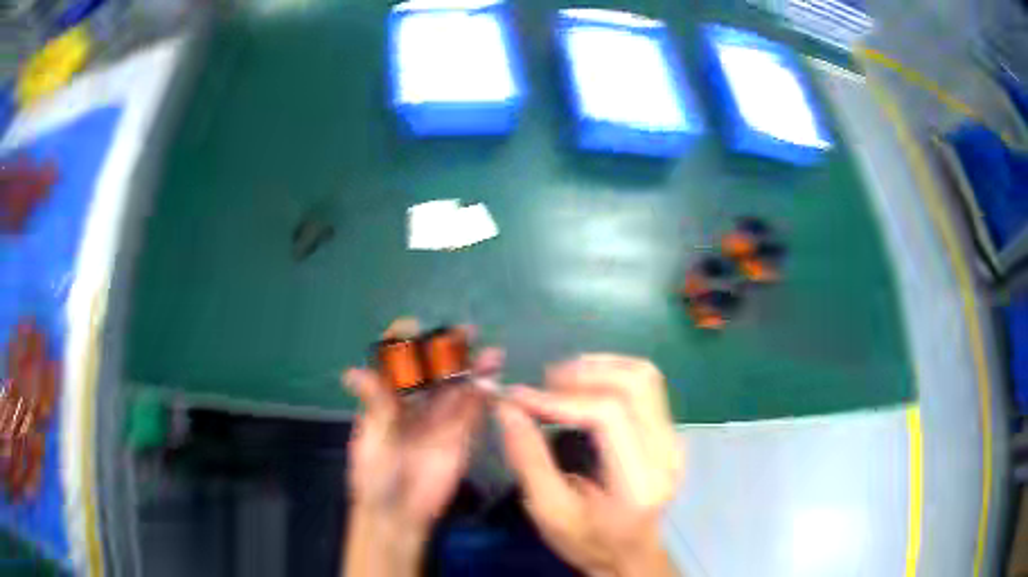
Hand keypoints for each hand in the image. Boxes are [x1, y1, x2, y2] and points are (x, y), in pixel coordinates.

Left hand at [342, 319, 501, 576]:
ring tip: (489, 352)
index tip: (413, 326)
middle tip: (463, 332)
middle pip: (434, 371)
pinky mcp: (460, 437)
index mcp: (388, 400)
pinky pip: (473, 413)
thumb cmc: (376, 475)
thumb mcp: (371, 439)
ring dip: (473, 369)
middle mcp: (416, 404)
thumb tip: (352, 372)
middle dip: (447, 350)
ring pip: (458, 388)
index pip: (396, 364)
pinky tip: (492, 381)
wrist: (399, 513)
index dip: (404, 343)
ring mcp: (440, 419)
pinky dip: (483, 396)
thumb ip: (374, 406)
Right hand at [496, 355, 682, 576]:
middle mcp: (666, 453)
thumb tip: (507, 408)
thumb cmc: (589, 541)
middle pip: (635, 384)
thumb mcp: (549, 511)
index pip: (610, 416)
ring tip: (561, 380)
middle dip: (583, 373)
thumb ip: (528, 459)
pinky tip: (584, 386)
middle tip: (543, 383)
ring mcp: (674, 439)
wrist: (632, 555)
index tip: (522, 397)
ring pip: (645, 376)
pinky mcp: (670, 432)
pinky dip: (612, 374)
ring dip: (600, 367)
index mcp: (638, 481)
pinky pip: (646, 386)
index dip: (562, 398)